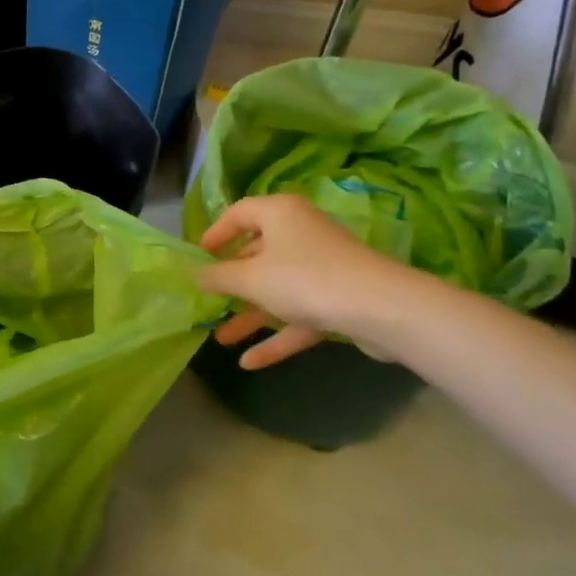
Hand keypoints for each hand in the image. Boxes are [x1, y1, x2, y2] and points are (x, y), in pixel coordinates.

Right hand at [195, 193, 433, 368]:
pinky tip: (249, 362)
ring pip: (277, 288)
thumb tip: (194, 274)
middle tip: (207, 299)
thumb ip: (218, 276)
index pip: (239, 213)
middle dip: (231, 281)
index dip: (215, 233)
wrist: (381, 309)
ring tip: (219, 339)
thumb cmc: (305, 279)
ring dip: (249, 314)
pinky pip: (298, 314)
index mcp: (279, 214)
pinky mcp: (337, 299)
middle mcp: (300, 233)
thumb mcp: (250, 278)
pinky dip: (275, 335)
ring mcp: (321, 268)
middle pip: (257, 253)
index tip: (198, 256)